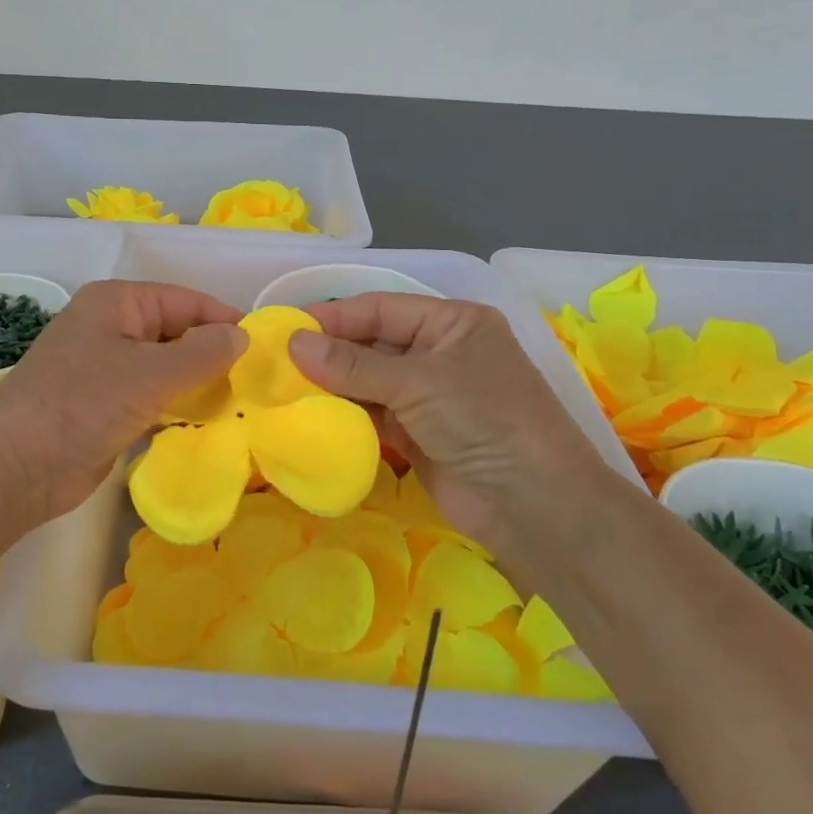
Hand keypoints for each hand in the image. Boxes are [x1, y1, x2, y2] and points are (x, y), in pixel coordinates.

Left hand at [0, 281, 246, 522]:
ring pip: (165, 367)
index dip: (224, 320)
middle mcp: (111, 328)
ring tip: (240, 403)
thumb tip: (242, 335)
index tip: (264, 347)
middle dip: (213, 354)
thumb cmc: (83, 404)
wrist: (15, 467)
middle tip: (257, 382)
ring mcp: (105, 368)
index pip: (185, 300)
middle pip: (175, 332)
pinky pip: (151, 396)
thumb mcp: (150, 374)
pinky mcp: (103, 406)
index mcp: (117, 303)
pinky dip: (176, 405)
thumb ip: (202, 353)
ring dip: (197, 383)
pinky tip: (205, 421)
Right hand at [289, 294, 622, 556]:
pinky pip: (375, 415)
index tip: (288, 328)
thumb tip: (293, 344)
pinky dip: (347, 414)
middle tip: (278, 362)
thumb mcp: (417, 382)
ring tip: (286, 388)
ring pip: (370, 381)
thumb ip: (352, 364)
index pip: (382, 308)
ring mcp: (431, 396)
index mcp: (453, 323)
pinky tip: (313, 415)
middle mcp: (441, 353)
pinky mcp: (420, 435)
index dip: (335, 316)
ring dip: (334, 385)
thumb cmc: (484, 421)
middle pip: (373, 343)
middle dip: (330, 353)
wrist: (534, 505)